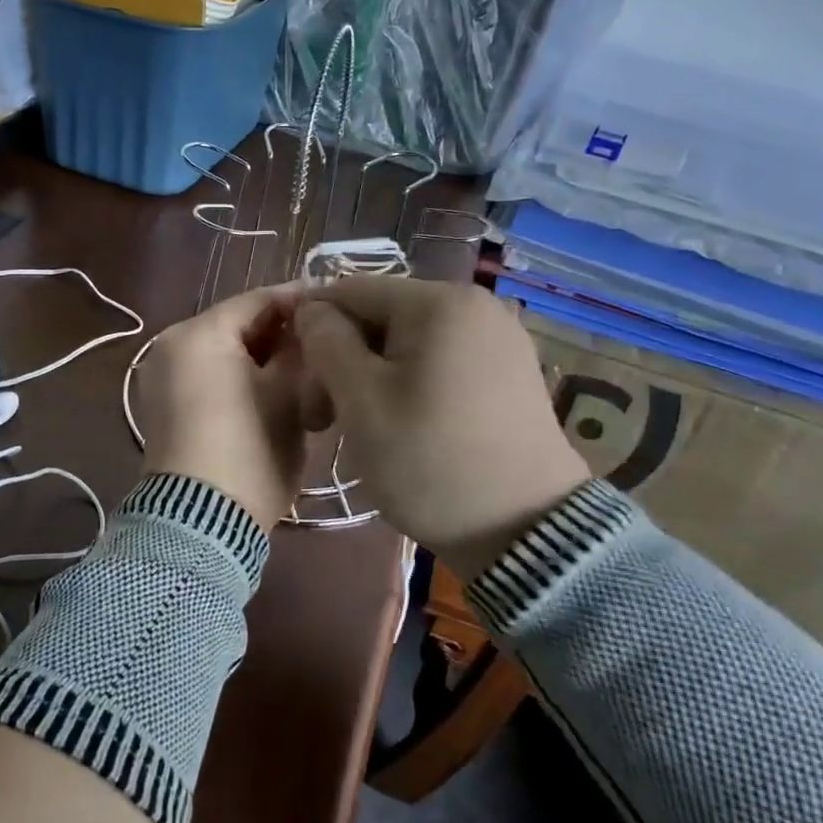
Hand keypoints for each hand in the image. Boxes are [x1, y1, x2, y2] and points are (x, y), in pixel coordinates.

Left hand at [137, 287, 329, 531]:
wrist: (201, 521)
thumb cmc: (251, 449)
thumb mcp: (288, 394)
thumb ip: (300, 347)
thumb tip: (308, 324)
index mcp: (198, 332)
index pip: (258, 300)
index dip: (300, 300)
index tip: (336, 306)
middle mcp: (170, 344)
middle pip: (237, 325)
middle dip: (281, 333)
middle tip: (325, 344)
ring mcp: (162, 376)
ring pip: (223, 352)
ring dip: (262, 358)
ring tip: (305, 372)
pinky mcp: (163, 407)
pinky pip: (207, 376)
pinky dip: (238, 378)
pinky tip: (272, 393)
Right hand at [294, 277, 588, 569]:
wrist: (525, 531)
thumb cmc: (429, 460)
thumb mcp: (360, 400)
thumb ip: (325, 341)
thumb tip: (310, 309)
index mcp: (439, 301)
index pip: (349, 291)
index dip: (311, 328)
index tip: (297, 381)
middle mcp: (475, 305)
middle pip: (380, 316)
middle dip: (343, 358)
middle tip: (322, 418)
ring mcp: (498, 338)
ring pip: (407, 341)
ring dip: (371, 375)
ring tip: (359, 425)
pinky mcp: (508, 372)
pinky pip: (439, 361)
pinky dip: (408, 383)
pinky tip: (401, 423)